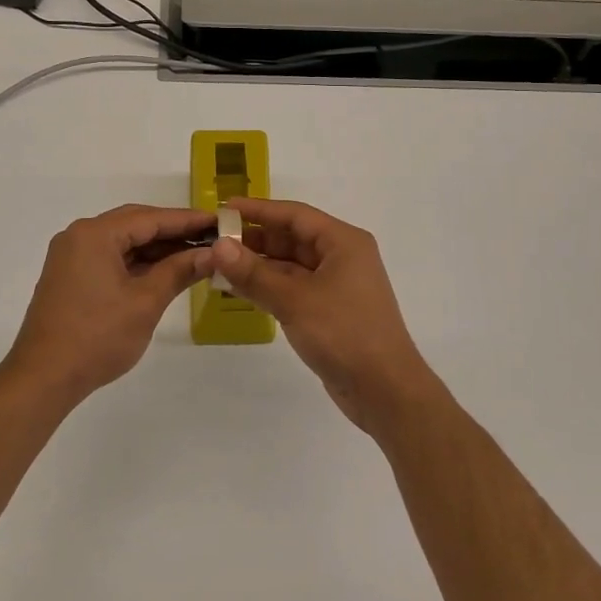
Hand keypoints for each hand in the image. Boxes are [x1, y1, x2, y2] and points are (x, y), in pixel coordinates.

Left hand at [3, 205, 214, 402]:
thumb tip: (211, 255)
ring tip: (194, 256)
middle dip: (173, 232)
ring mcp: (71, 256)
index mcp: (95, 234)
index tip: (219, 221)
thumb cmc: (98, 337)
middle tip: (210, 238)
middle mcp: (79, 236)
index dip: (187, 220)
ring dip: (155, 248)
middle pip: (134, 224)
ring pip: (122, 241)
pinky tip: (163, 272)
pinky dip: (137, 262)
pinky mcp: (70, 276)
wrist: (43, 378)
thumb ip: (178, 271)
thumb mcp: (146, 302)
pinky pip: (110, 257)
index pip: (150, 218)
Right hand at [211, 198, 443, 433]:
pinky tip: (239, 289)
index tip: (223, 209)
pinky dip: (268, 287)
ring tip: (219, 265)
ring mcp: (337, 285)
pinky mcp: (330, 310)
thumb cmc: (344, 334)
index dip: (258, 210)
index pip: (295, 215)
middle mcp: (342, 257)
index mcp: (343, 242)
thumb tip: (218, 246)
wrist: (385, 390)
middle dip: (254, 239)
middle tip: (214, 241)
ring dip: (258, 265)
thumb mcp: (294, 300)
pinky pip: (293, 288)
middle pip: (292, 238)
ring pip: (290, 265)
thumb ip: (254, 273)